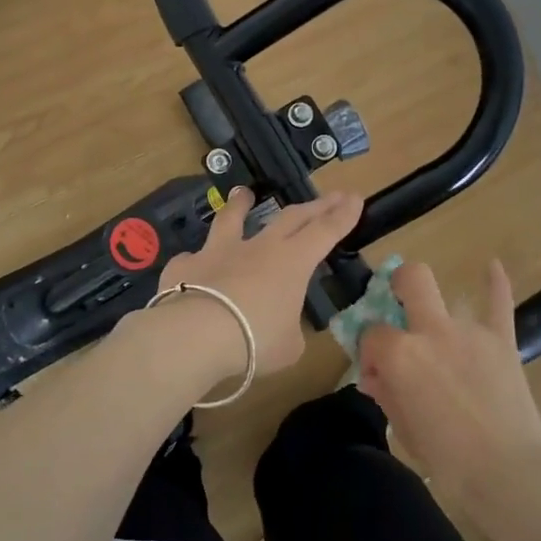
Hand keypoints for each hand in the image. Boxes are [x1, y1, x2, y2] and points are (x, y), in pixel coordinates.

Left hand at [157, 187, 363, 377]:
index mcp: (291, 263)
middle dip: (315, 206)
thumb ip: (288, 330)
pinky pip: (192, 259)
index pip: (325, 232)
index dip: (342, 216)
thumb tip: (279, 327)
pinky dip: (197, 260)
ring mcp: (217, 252)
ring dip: (240, 205)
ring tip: (243, 193)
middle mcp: (257, 248)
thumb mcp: (288, 346)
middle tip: (331, 196)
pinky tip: (192, 263)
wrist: (195, 335)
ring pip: (231, 220)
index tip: (354, 198)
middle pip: (290, 218)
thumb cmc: (254, 341)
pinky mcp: (185, 265)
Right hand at [356, 260, 540, 502]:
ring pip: (450, 297)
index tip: (378, 373)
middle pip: (411, 281)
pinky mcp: (502, 341)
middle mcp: (431, 331)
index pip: (372, 335)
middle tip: (397, 300)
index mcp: (399, 354)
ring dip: (438, 307)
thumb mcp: (402, 427)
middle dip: (399, 283)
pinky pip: (499, 303)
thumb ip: (386, 393)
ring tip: (438, 325)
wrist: (508, 472)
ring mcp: (469, 331)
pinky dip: (495, 284)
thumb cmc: (446, 458)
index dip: (371, 352)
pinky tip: (492, 266)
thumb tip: (377, 377)